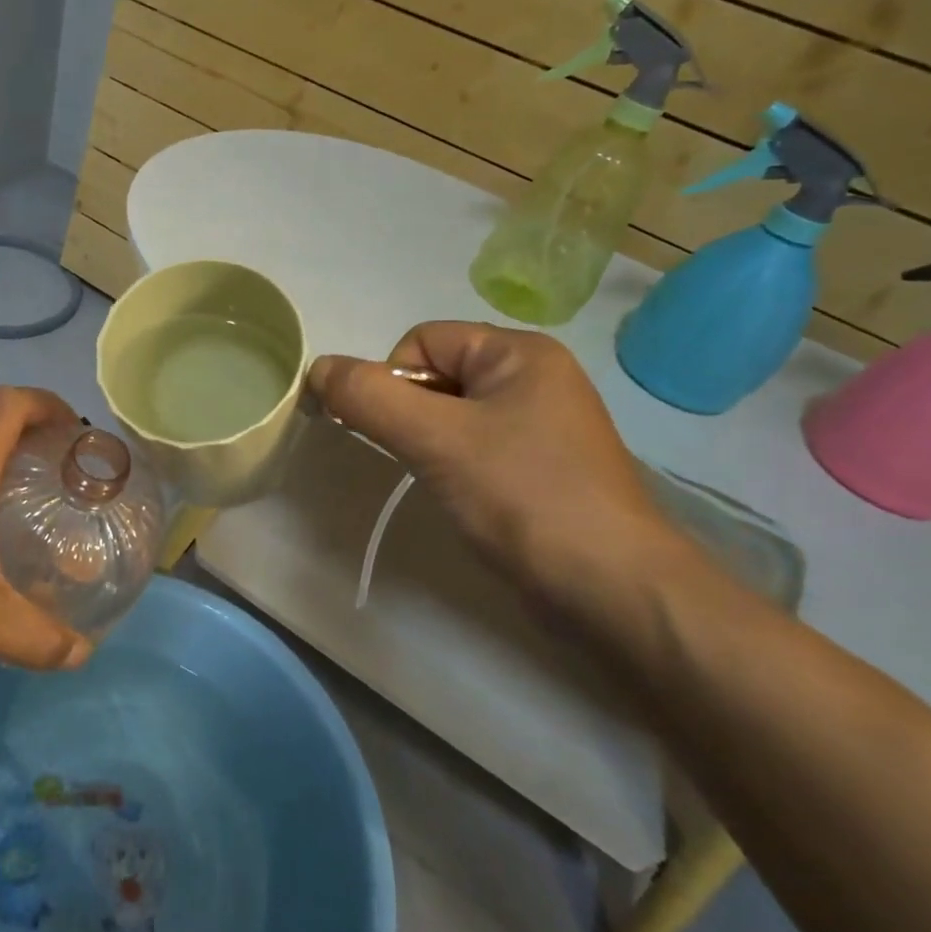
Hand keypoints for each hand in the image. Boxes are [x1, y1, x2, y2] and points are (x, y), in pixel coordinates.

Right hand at [310, 322, 695, 633]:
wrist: (614, 590)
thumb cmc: (524, 496)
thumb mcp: (435, 439)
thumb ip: (368, 397)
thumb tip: (316, 368)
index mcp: (518, 352)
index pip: (421, 341)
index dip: (392, 381)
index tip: (396, 433)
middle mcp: (533, 377)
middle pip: (435, 376)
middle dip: (410, 415)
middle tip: (420, 459)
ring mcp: (541, 424)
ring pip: (451, 415)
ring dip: (429, 444)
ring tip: (445, 482)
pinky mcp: (540, 467)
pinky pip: (474, 446)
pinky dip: (453, 465)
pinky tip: (465, 498)